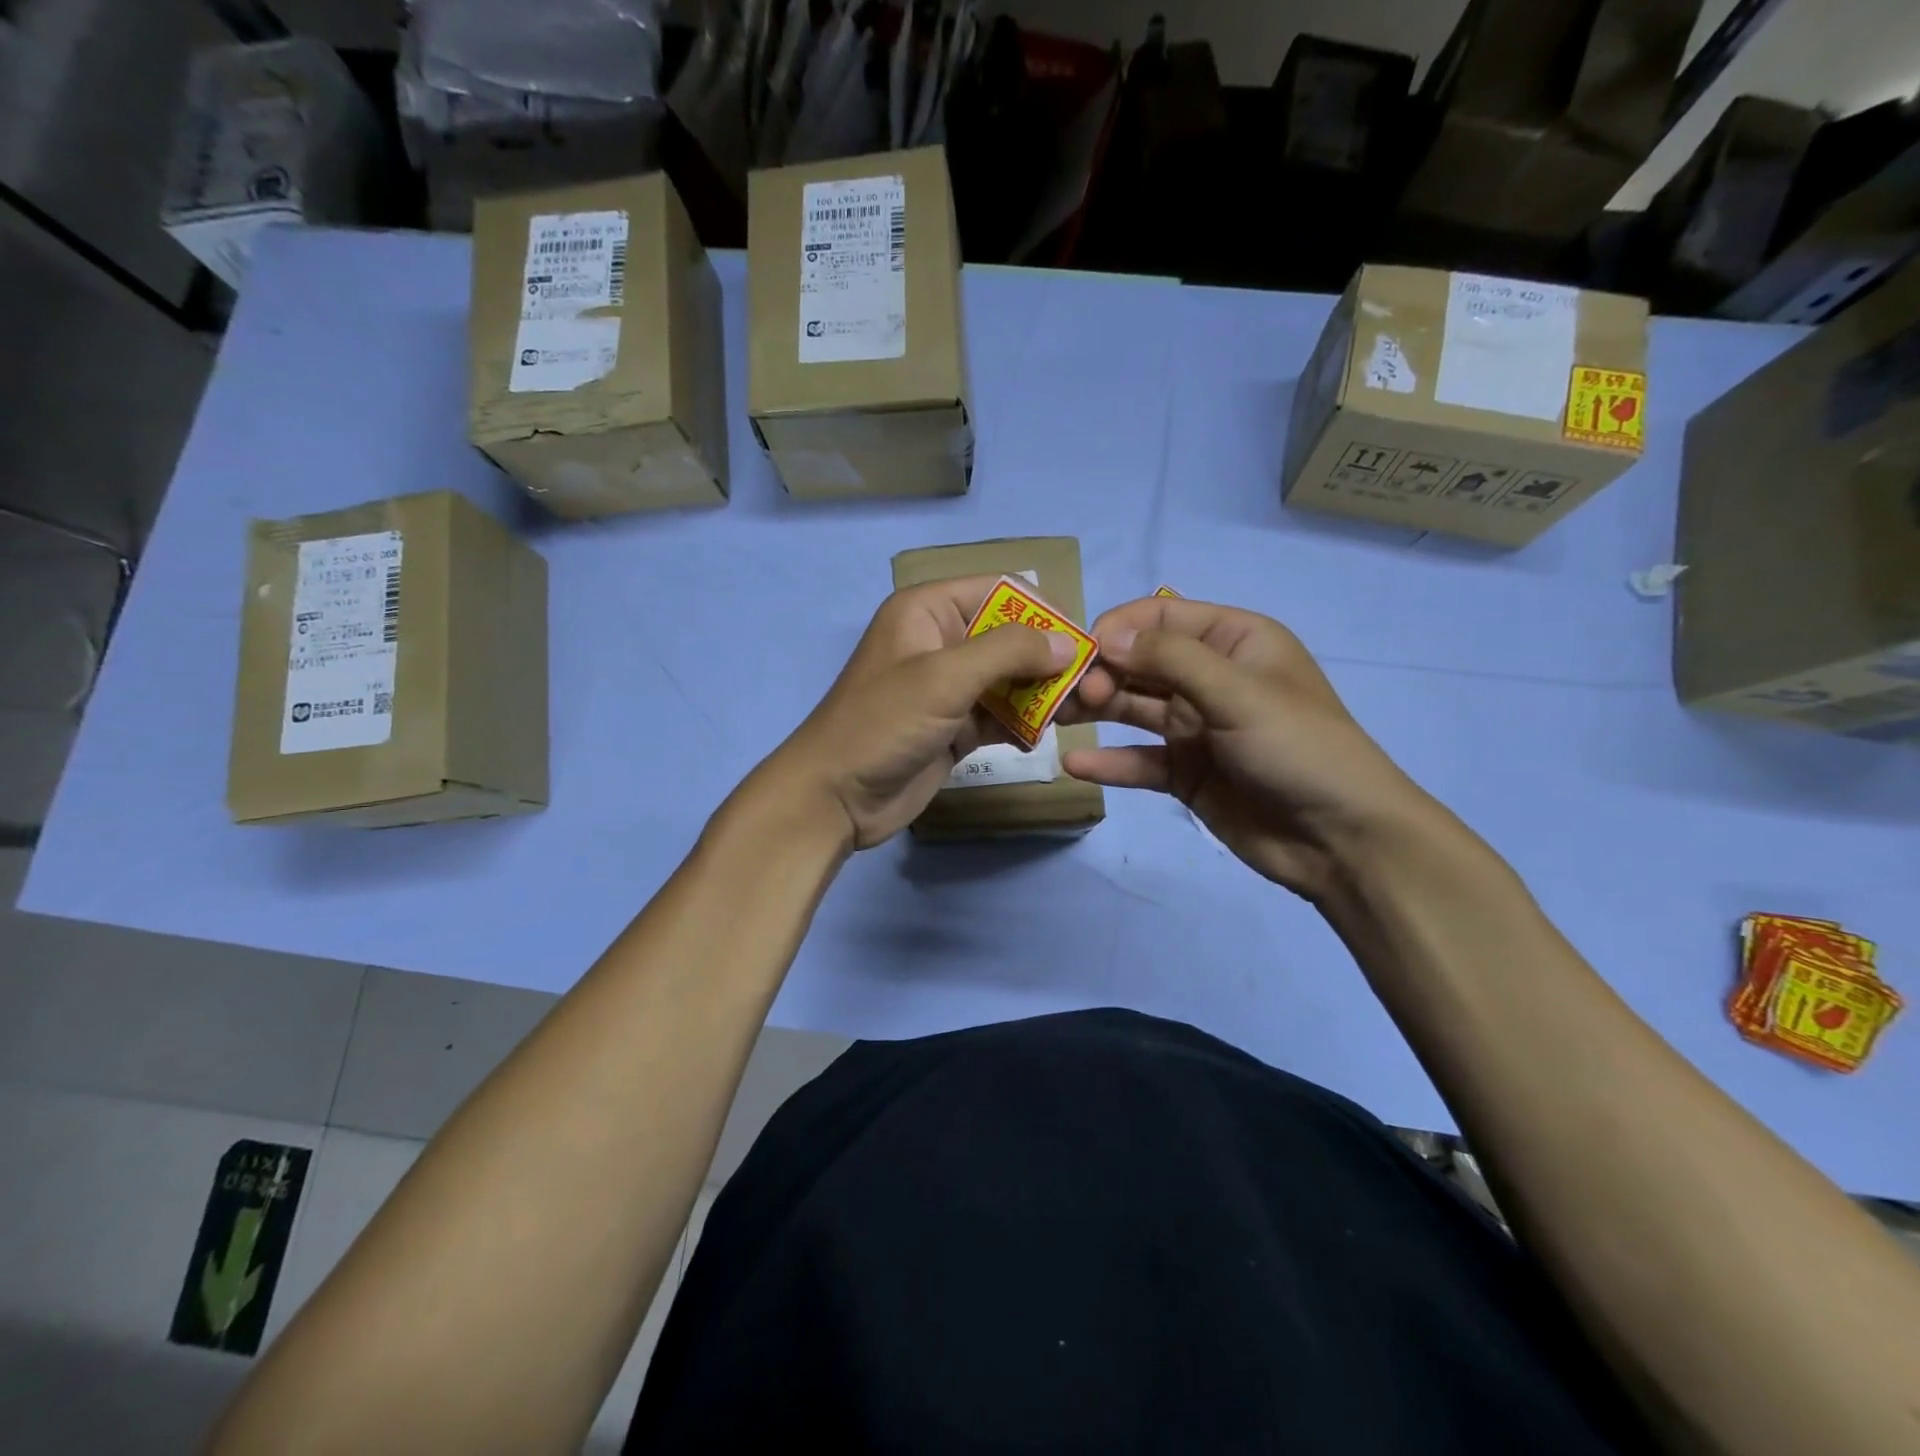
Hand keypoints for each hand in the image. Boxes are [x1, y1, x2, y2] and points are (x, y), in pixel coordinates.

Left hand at [757, 577, 1078, 850]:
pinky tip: (1042, 737)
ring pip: (1010, 679)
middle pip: (1010, 637)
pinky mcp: (954, 727)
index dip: (1043, 611)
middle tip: (1090, 687)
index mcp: (928, 610)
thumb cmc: (883, 723)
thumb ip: (1008, 652)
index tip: (1083, 642)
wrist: (835, 796)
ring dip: (1042, 694)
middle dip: (1049, 660)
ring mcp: (948, 688)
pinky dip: (1023, 723)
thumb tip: (1066, 643)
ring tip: (1078, 713)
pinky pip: (1000, 715)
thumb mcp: (945, 677)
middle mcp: (941, 641)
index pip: (1000, 591)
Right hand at [1060, 596, 1434, 900]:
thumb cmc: (1298, 748)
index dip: (1119, 629)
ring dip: (1096, 710)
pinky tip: (1075, 764)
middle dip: (1101, 671)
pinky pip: (1139, 760)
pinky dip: (1109, 762)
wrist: (1341, 839)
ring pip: (1132, 708)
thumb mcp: (1238, 692)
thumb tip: (1107, 638)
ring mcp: (1196, 727)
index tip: (1081, 652)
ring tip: (1055, 719)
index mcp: (1234, 641)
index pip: (1161, 617)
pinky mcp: (1186, 773)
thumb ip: (1171, 660)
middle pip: (1140, 663)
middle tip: (1069, 695)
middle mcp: (1210, 678)